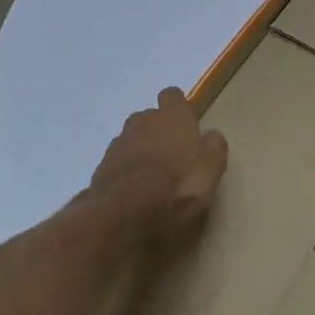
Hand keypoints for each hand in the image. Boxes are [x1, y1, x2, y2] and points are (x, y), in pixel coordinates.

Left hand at [89, 88, 228, 240]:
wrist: (122, 217)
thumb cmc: (177, 191)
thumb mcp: (210, 174)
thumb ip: (214, 150)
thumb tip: (212, 136)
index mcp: (173, 119)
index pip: (173, 96)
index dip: (179, 109)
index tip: (187, 127)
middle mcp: (143, 123)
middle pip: (150, 117)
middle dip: (160, 131)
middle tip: (173, 156)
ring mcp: (118, 144)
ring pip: (132, 138)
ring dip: (142, 149)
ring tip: (153, 176)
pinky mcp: (101, 166)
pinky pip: (118, 160)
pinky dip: (126, 169)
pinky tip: (135, 190)